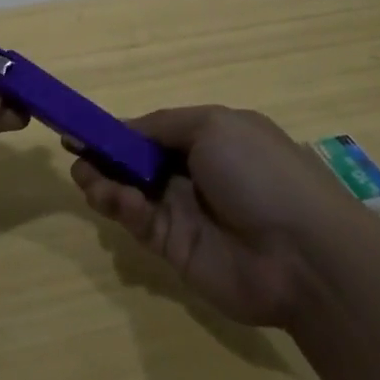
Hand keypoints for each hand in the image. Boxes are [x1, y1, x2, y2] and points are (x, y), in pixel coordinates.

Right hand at [69, 106, 365, 326]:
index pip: (153, 132)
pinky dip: (122, 208)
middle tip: (77, 157)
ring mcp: (183, 212)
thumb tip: (123, 128)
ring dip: (105, 182)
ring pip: (130, 193)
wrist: (302, 254)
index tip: (80, 130)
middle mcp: (194, 173)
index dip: (118, 132)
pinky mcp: (174, 248)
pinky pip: (139, 222)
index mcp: (209, 138)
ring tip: (88, 178)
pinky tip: (117, 200)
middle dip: (104, 158)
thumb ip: (162, 125)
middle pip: (136, 163)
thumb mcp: (214, 126)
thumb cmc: (259, 173)